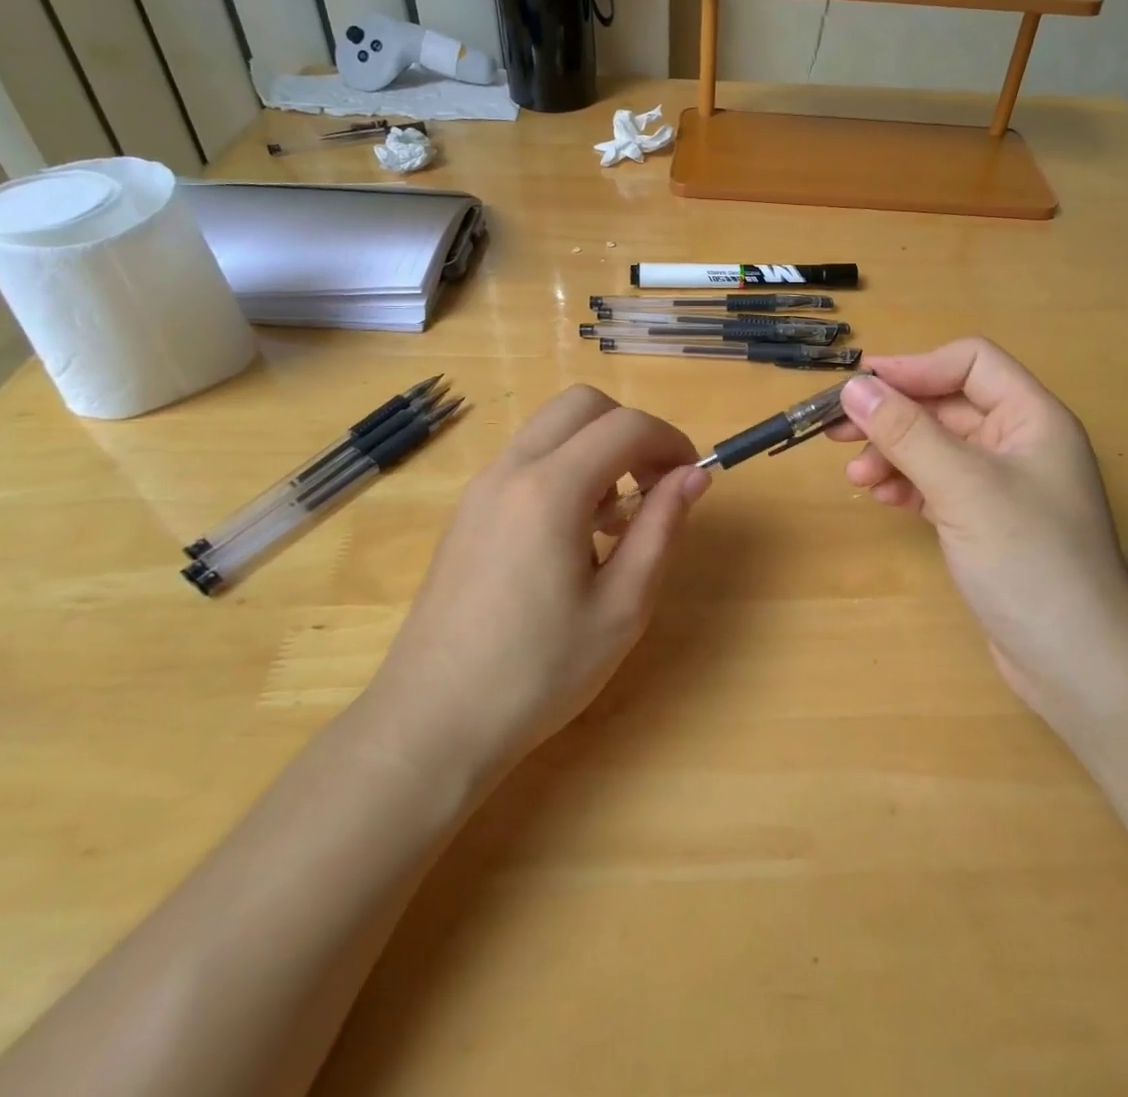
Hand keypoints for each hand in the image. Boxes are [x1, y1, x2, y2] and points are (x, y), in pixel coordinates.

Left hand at [365, 385, 708, 769]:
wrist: (432, 722)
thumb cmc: (539, 671)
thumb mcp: (622, 606)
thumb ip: (661, 528)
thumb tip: (696, 474)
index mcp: (551, 490)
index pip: (626, 426)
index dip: (671, 440)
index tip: (691, 478)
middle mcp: (510, 470)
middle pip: (582, 404)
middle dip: (630, 429)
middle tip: (653, 485)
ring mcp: (481, 487)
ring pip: (550, 427)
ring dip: (595, 448)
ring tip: (613, 519)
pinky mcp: (467, 510)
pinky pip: (526, 458)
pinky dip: (563, 468)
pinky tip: (572, 535)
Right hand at [826, 340, 1127, 725]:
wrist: (1077, 665)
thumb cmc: (1029, 561)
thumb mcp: (962, 487)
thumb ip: (906, 433)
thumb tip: (853, 388)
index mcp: (1033, 417)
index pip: (971, 362)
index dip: (916, 368)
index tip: (861, 387)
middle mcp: (1021, 442)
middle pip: (947, 405)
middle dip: (893, 417)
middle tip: (836, 431)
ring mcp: (1004, 485)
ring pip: (937, 447)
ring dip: (894, 453)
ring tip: (857, 478)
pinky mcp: (987, 522)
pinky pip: (938, 484)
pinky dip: (907, 484)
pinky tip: (882, 498)